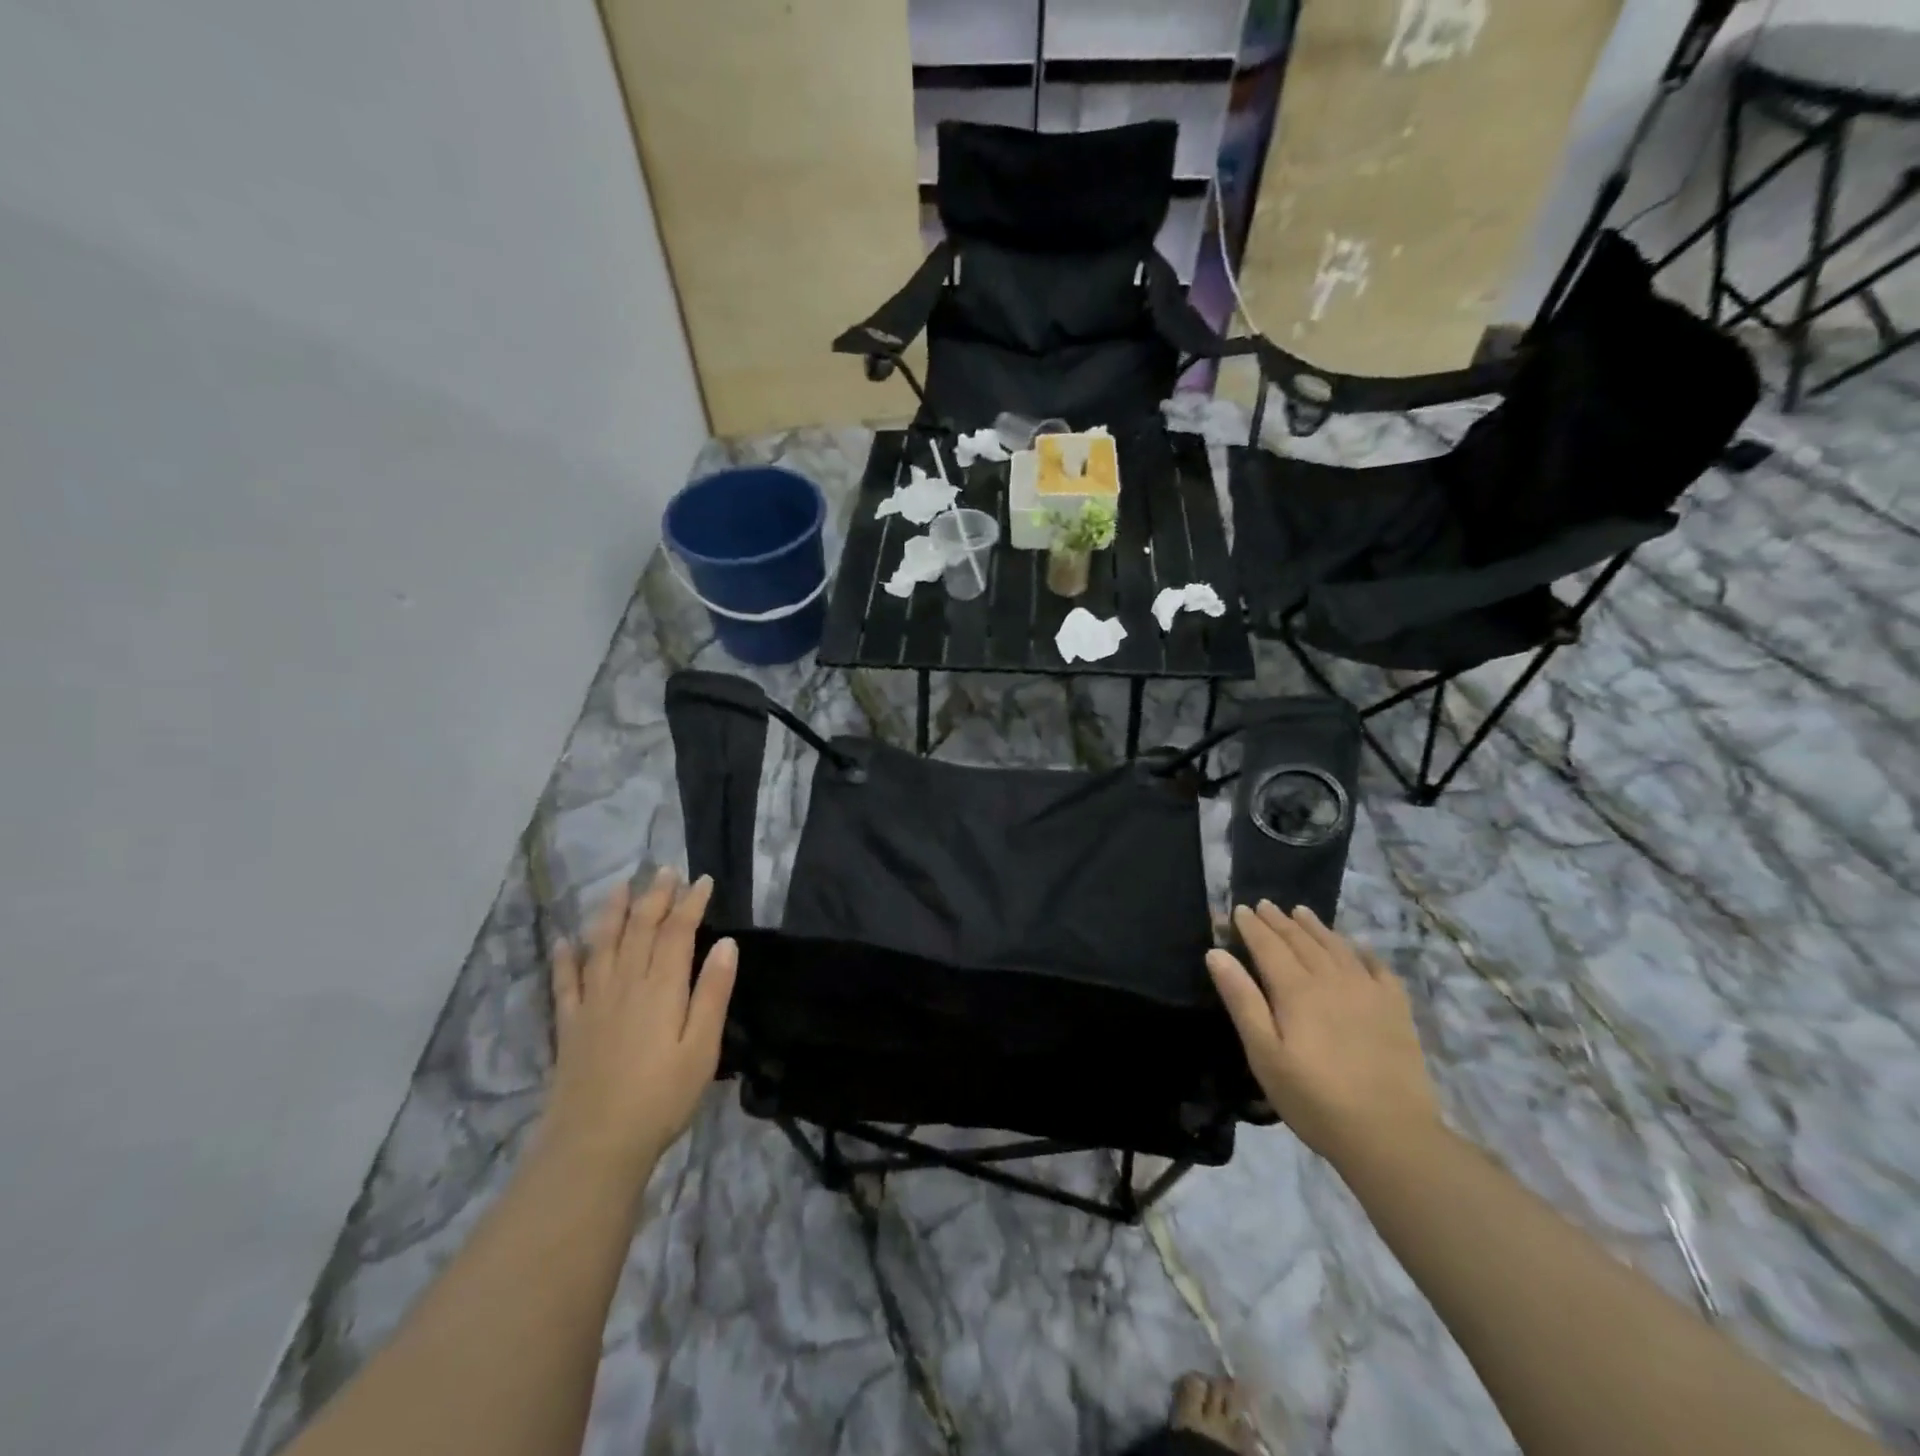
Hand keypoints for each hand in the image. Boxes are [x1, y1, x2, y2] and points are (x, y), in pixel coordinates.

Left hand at [539, 868, 737, 1189]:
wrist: (594, 1144)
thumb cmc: (661, 1098)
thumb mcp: (702, 1048)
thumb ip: (712, 993)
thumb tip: (726, 943)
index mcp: (662, 988)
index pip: (677, 932)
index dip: (690, 903)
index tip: (702, 880)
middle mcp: (625, 984)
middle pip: (640, 929)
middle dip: (655, 897)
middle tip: (665, 871)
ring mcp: (593, 1003)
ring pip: (602, 945)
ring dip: (612, 912)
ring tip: (620, 886)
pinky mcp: (569, 1025)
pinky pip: (565, 982)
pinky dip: (565, 958)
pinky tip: (564, 942)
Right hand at [1207, 901, 1438, 1163]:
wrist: (1391, 1135)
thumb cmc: (1314, 1098)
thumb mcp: (1264, 1054)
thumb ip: (1241, 1000)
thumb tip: (1216, 953)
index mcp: (1296, 990)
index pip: (1268, 946)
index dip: (1252, 926)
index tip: (1239, 909)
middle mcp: (1332, 980)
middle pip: (1301, 941)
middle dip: (1280, 921)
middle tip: (1265, 905)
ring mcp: (1368, 992)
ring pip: (1337, 947)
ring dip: (1316, 927)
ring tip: (1302, 912)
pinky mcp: (1396, 1010)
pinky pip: (1378, 968)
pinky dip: (1362, 951)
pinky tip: (1357, 947)